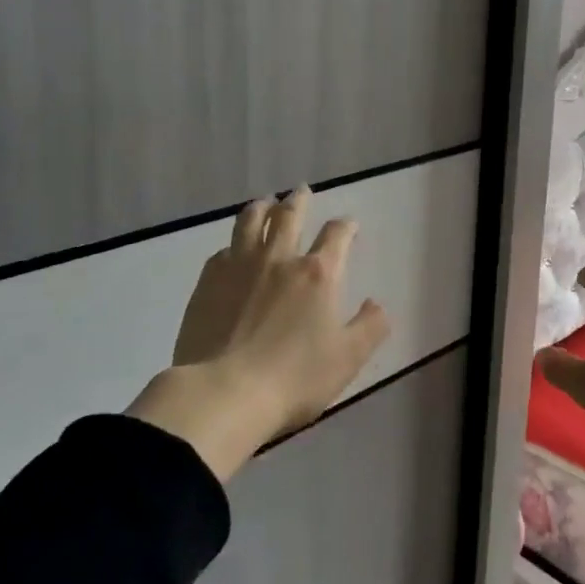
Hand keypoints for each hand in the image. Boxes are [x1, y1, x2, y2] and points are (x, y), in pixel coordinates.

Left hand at [128, 188, 391, 479]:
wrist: (223, 393)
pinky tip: (232, 249)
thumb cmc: (294, 377)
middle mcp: (279, 259)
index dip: (346, 226)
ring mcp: (239, 266)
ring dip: (261, 207)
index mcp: (318, 273)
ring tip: (265, 202)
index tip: (348, 224)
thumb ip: (370, 327)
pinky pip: (223, 250)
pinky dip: (233, 243)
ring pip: (251, 222)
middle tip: (301, 191)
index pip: (337, 235)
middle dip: (299, 200)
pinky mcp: (208, 282)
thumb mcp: (348, 357)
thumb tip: (376, 304)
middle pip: (290, 216)